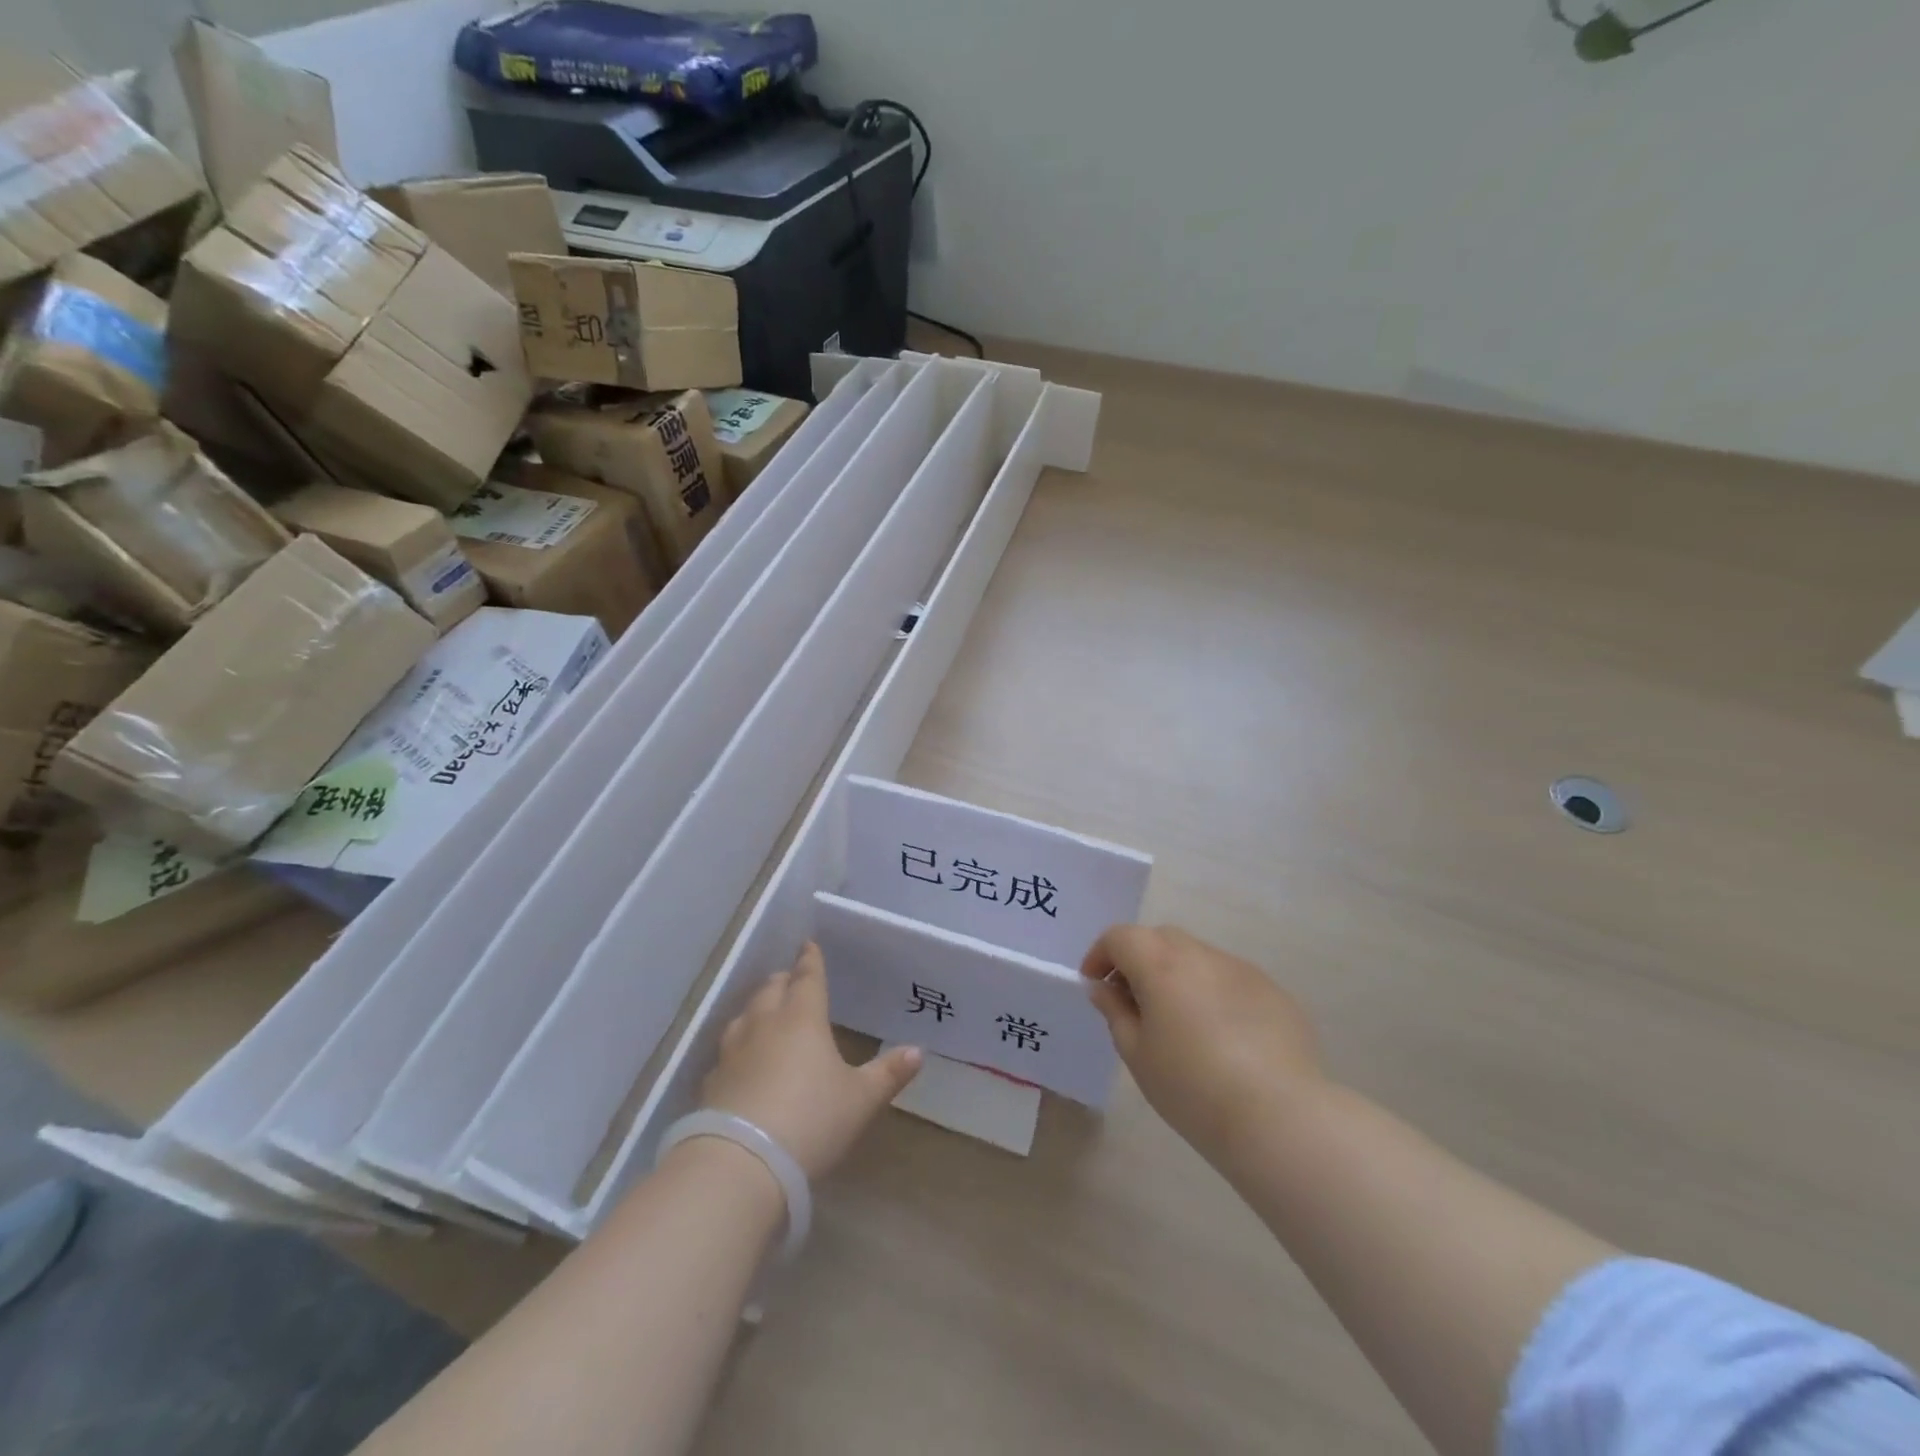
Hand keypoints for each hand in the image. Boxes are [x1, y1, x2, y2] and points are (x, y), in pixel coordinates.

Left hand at [699, 943, 922, 1180]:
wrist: (740, 1163)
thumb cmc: (811, 1120)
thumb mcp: (860, 1100)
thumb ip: (888, 1074)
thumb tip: (918, 1051)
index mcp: (803, 1018)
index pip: (808, 978)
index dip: (810, 960)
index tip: (808, 944)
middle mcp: (765, 1024)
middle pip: (771, 989)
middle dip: (783, 981)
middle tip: (791, 980)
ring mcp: (733, 1052)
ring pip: (744, 1015)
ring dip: (757, 1009)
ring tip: (766, 1012)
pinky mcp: (711, 1082)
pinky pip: (727, 1051)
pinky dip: (738, 1047)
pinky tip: (741, 1061)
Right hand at [1082, 925, 1326, 1163]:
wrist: (1279, 1117)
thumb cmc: (1192, 1088)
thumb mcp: (1137, 1054)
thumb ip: (1115, 1011)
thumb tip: (1103, 987)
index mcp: (1160, 964)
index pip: (1120, 936)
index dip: (1100, 955)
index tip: (1095, 985)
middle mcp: (1200, 954)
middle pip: (1159, 939)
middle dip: (1138, 960)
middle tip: (1132, 1001)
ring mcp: (1240, 969)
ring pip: (1197, 957)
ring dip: (1177, 976)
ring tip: (1179, 1022)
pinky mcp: (1272, 991)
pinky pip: (1229, 979)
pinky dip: (1213, 993)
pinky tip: (1221, 1037)